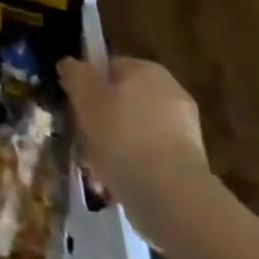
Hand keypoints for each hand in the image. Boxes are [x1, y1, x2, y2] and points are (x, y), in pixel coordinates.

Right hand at [59, 57, 211, 245]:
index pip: (107, 68)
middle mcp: (170, 92)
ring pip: (131, 132)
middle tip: (80, 143)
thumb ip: (74, 73)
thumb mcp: (84, 96)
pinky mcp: (188, 163)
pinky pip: (147, 157)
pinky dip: (130, 167)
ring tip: (93, 171)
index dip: (85, 87)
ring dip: (111, 148)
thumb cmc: (122, 135)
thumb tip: (69, 64)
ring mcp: (183, 129)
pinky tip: (113, 184)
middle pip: (120, 102)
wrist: (170, 194)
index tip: (72, 109)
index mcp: (147, 70)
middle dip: (98, 122)